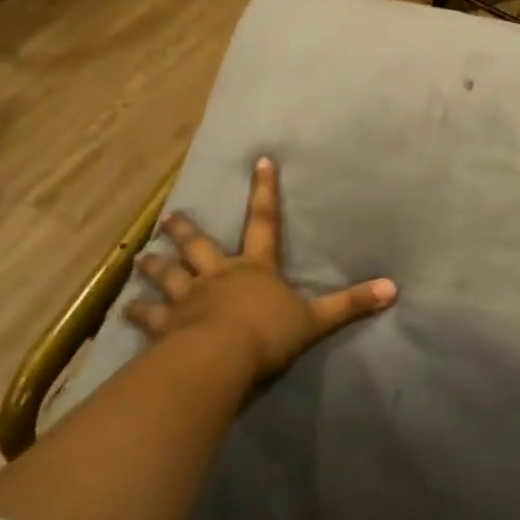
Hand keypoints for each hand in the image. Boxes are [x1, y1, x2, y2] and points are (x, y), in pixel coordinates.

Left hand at [127, 157, 396, 386]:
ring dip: (154, 267)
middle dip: (186, 231)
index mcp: (255, 268)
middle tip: (170, 218)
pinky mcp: (166, 326)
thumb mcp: (316, 319)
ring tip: (140, 259)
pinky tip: (124, 311)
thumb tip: (395, 288)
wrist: (222, 358)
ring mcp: (188, 299)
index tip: (259, 162)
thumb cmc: (268, 334)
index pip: (264, 221)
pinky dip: (136, 313)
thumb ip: (352, 304)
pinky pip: (148, 317)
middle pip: (200, 246)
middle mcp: (219, 275)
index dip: (264, 191)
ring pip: (168, 276)